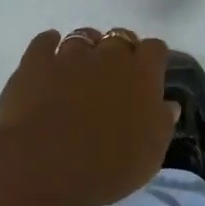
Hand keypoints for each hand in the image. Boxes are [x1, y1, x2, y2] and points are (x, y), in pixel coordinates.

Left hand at [0, 28, 177, 205]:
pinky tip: (49, 55)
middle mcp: (110, 55)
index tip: (149, 75)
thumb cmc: (106, 167)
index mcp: (142, 74)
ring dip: (86, 48)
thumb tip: (168, 105)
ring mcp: (71, 55)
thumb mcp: (149, 156)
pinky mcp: (36, 63)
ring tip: (80, 68)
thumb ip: (162, 124)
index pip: (155, 49)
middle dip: (119, 52)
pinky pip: (44, 41)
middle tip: (113, 78)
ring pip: (83, 37)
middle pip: (120, 37)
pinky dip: (48, 44)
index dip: (152, 59)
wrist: (44, 168)